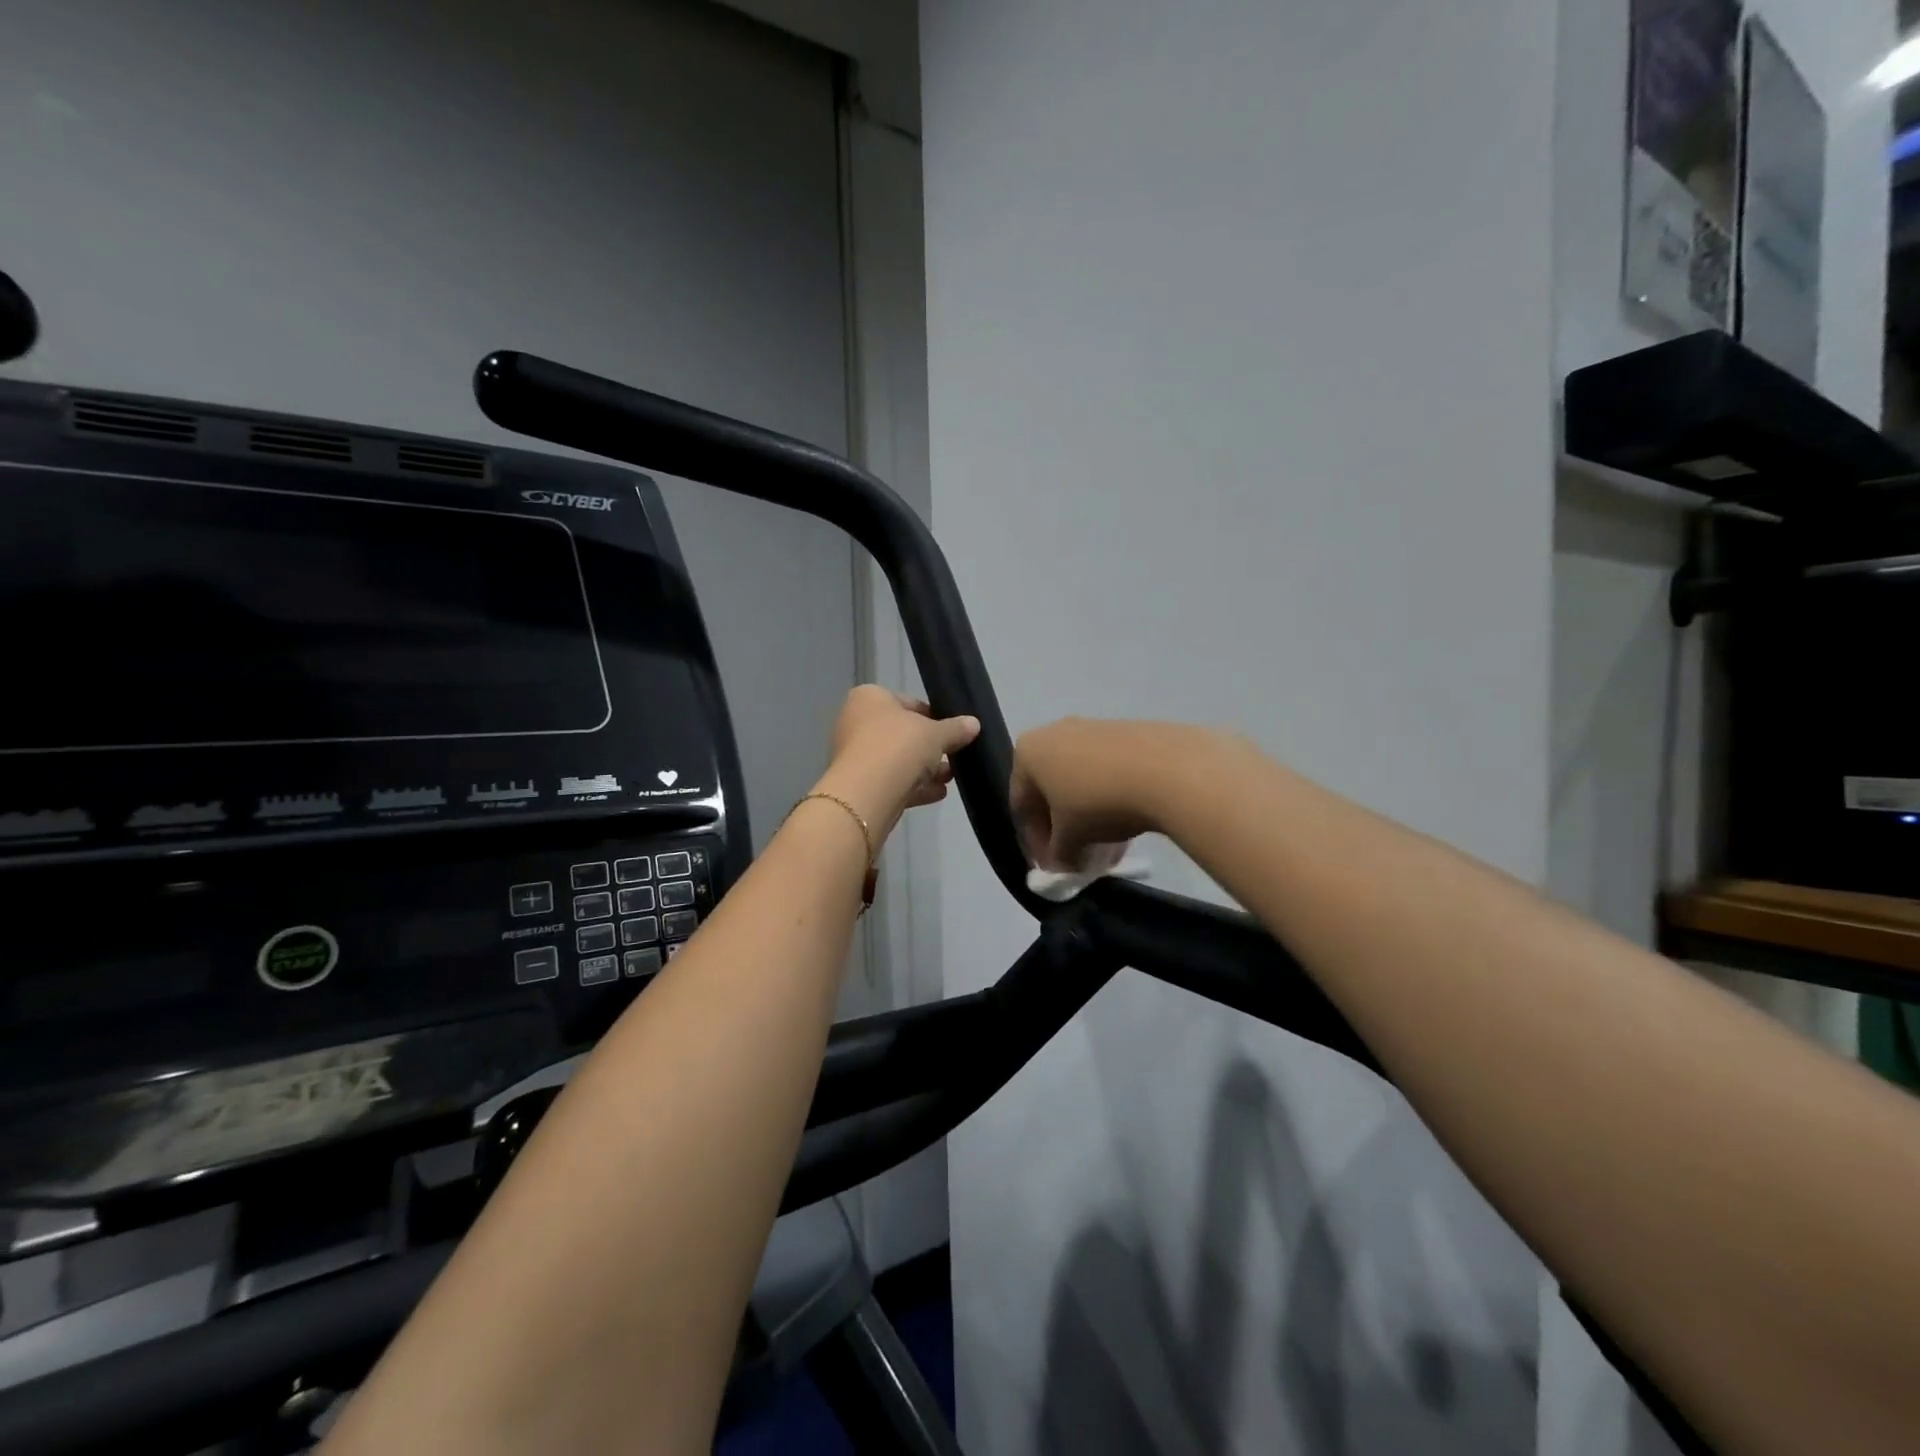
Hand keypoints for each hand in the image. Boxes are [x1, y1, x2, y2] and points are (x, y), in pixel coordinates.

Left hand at [818, 686, 980, 839]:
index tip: (953, 730)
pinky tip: (939, 793)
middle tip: (955, 754)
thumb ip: (956, 729)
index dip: (933, 716)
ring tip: (952, 776)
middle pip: (902, 733)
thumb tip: (974, 724)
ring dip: (924, 769)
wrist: (867, 793)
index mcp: (869, 698)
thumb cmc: (898, 746)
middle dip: (930, 746)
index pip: (907, 702)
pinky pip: (892, 782)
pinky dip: (914, 787)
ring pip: (897, 760)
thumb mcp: (936, 733)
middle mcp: (856, 723)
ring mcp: (855, 757)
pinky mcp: (860, 786)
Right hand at [1010, 718, 1212, 870]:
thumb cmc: (1097, 801)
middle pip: (1051, 791)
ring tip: (1107, 849)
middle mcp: (1055, 732)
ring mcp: (1092, 728)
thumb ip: (1057, 855)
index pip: (1021, 806)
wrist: (1165, 768)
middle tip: (1078, 859)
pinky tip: (1128, 827)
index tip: (1052, 868)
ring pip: (1081, 782)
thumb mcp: (1069, 840)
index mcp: (1028, 753)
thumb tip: (1062, 863)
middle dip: (1063, 830)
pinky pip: (1107, 772)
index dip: (1034, 843)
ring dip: (1088, 818)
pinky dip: (1110, 800)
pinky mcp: (1126, 732)